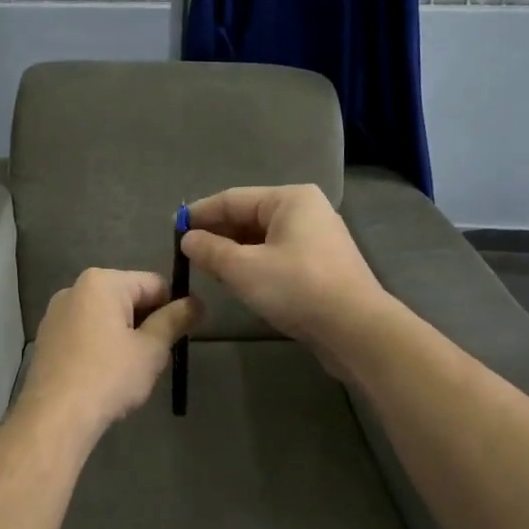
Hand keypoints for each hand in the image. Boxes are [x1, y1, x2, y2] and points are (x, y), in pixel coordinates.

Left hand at [14, 269, 201, 443]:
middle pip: (127, 297)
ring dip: (124, 335)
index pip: (154, 284)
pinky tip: (104, 375)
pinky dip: (100, 346)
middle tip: (156, 357)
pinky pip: (84, 333)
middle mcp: (74, 289)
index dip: (174, 307)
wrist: (55, 417)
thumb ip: (175, 320)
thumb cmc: (109, 376)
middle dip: (146, 322)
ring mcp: (55, 314)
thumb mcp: (152, 349)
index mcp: (102, 282)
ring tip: (130, 370)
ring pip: (105, 317)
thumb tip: (196, 302)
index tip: (181, 336)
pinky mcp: (46, 339)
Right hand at [181, 185, 391, 371]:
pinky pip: (278, 256)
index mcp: (290, 199)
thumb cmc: (296, 288)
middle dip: (218, 234)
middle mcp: (306, 211)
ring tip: (207, 268)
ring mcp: (317, 238)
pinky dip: (255, 264)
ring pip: (263, 239)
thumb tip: (188, 239)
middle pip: (250, 216)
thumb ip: (210, 250)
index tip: (173, 229)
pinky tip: (238, 281)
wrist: (355, 329)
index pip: (233, 198)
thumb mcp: (243, 268)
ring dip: (234, 251)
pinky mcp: (321, 266)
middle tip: (187, 253)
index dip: (200, 213)